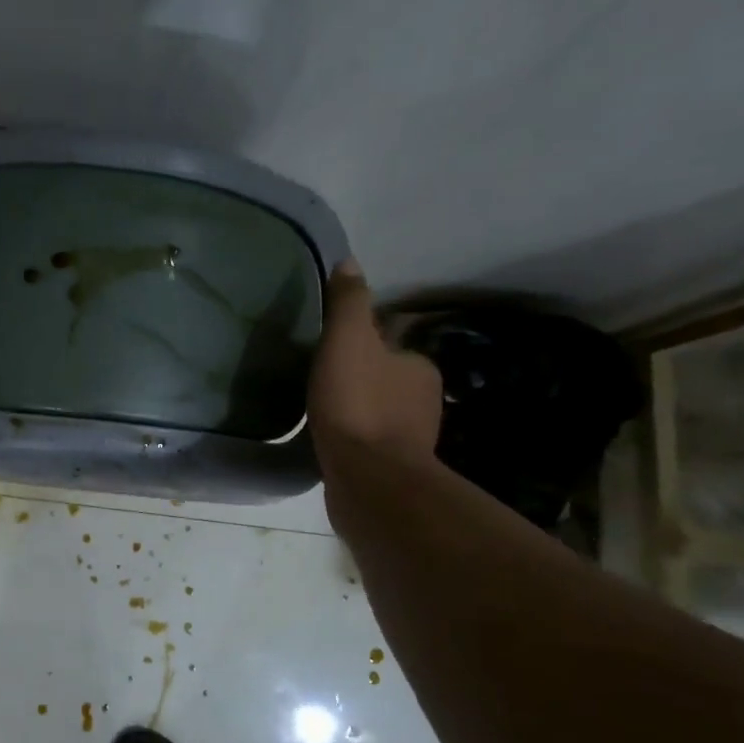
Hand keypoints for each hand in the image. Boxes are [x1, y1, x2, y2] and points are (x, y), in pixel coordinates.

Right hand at [308, 260, 441, 468]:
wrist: (368, 480)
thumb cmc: (358, 405)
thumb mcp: (347, 341)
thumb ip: (348, 303)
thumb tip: (349, 262)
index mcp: (419, 368)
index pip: (390, 346)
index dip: (360, 345)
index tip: (330, 351)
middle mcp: (424, 402)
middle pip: (384, 380)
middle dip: (359, 380)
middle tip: (320, 382)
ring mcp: (410, 441)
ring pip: (378, 415)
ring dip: (356, 413)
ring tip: (320, 414)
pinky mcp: (391, 472)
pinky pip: (369, 446)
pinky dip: (353, 442)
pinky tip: (329, 444)